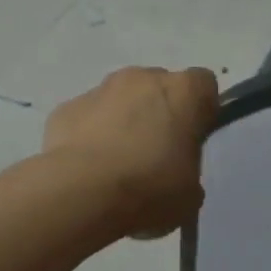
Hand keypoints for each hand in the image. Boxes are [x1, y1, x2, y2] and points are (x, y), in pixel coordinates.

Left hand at [45, 66, 219, 238]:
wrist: (82, 193)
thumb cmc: (150, 188)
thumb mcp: (190, 193)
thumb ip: (189, 170)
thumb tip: (175, 172)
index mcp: (183, 91)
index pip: (204, 85)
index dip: (200, 110)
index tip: (193, 138)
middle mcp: (142, 77)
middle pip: (159, 87)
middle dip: (159, 113)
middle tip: (155, 155)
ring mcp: (100, 89)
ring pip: (120, 100)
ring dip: (122, 122)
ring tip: (116, 165)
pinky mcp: (66, 108)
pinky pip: (87, 118)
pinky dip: (89, 136)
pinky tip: (87, 169)